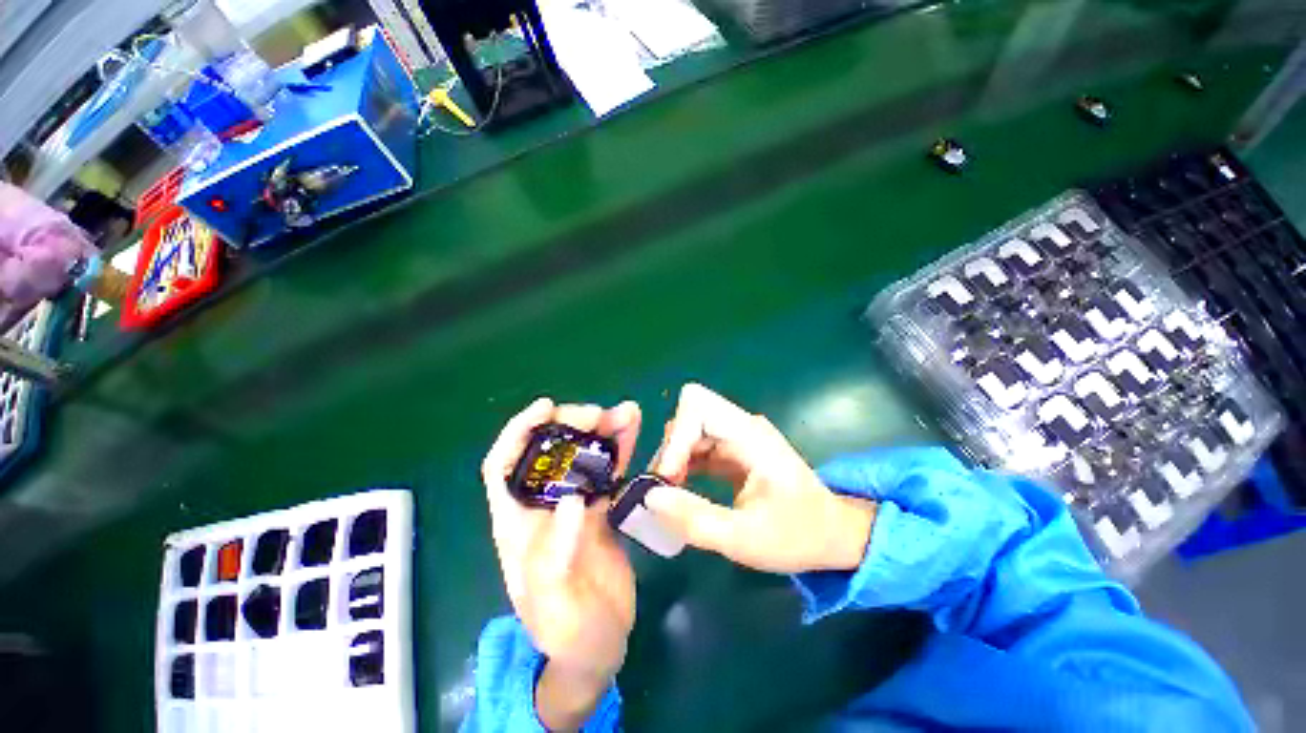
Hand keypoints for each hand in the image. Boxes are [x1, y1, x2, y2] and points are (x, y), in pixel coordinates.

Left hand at [481, 398, 640, 729]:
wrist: (599, 646)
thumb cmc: (566, 634)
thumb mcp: (552, 606)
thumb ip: (557, 557)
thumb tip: (573, 500)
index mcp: (517, 525)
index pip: (502, 467)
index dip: (518, 432)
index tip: (546, 407)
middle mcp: (544, 505)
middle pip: (550, 452)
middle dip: (571, 425)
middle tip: (599, 416)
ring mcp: (577, 503)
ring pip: (585, 456)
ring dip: (603, 430)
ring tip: (627, 413)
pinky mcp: (604, 508)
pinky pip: (612, 471)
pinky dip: (623, 448)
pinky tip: (635, 429)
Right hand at [644, 383, 875, 573]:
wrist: (833, 534)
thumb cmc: (798, 536)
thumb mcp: (745, 540)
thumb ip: (695, 519)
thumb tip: (649, 497)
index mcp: (751, 437)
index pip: (698, 405)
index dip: (677, 436)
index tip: (668, 477)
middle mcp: (742, 426)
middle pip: (690, 414)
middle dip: (671, 447)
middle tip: (663, 487)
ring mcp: (738, 436)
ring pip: (689, 429)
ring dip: (674, 457)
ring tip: (668, 493)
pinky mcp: (733, 449)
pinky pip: (697, 445)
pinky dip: (682, 464)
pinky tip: (679, 490)